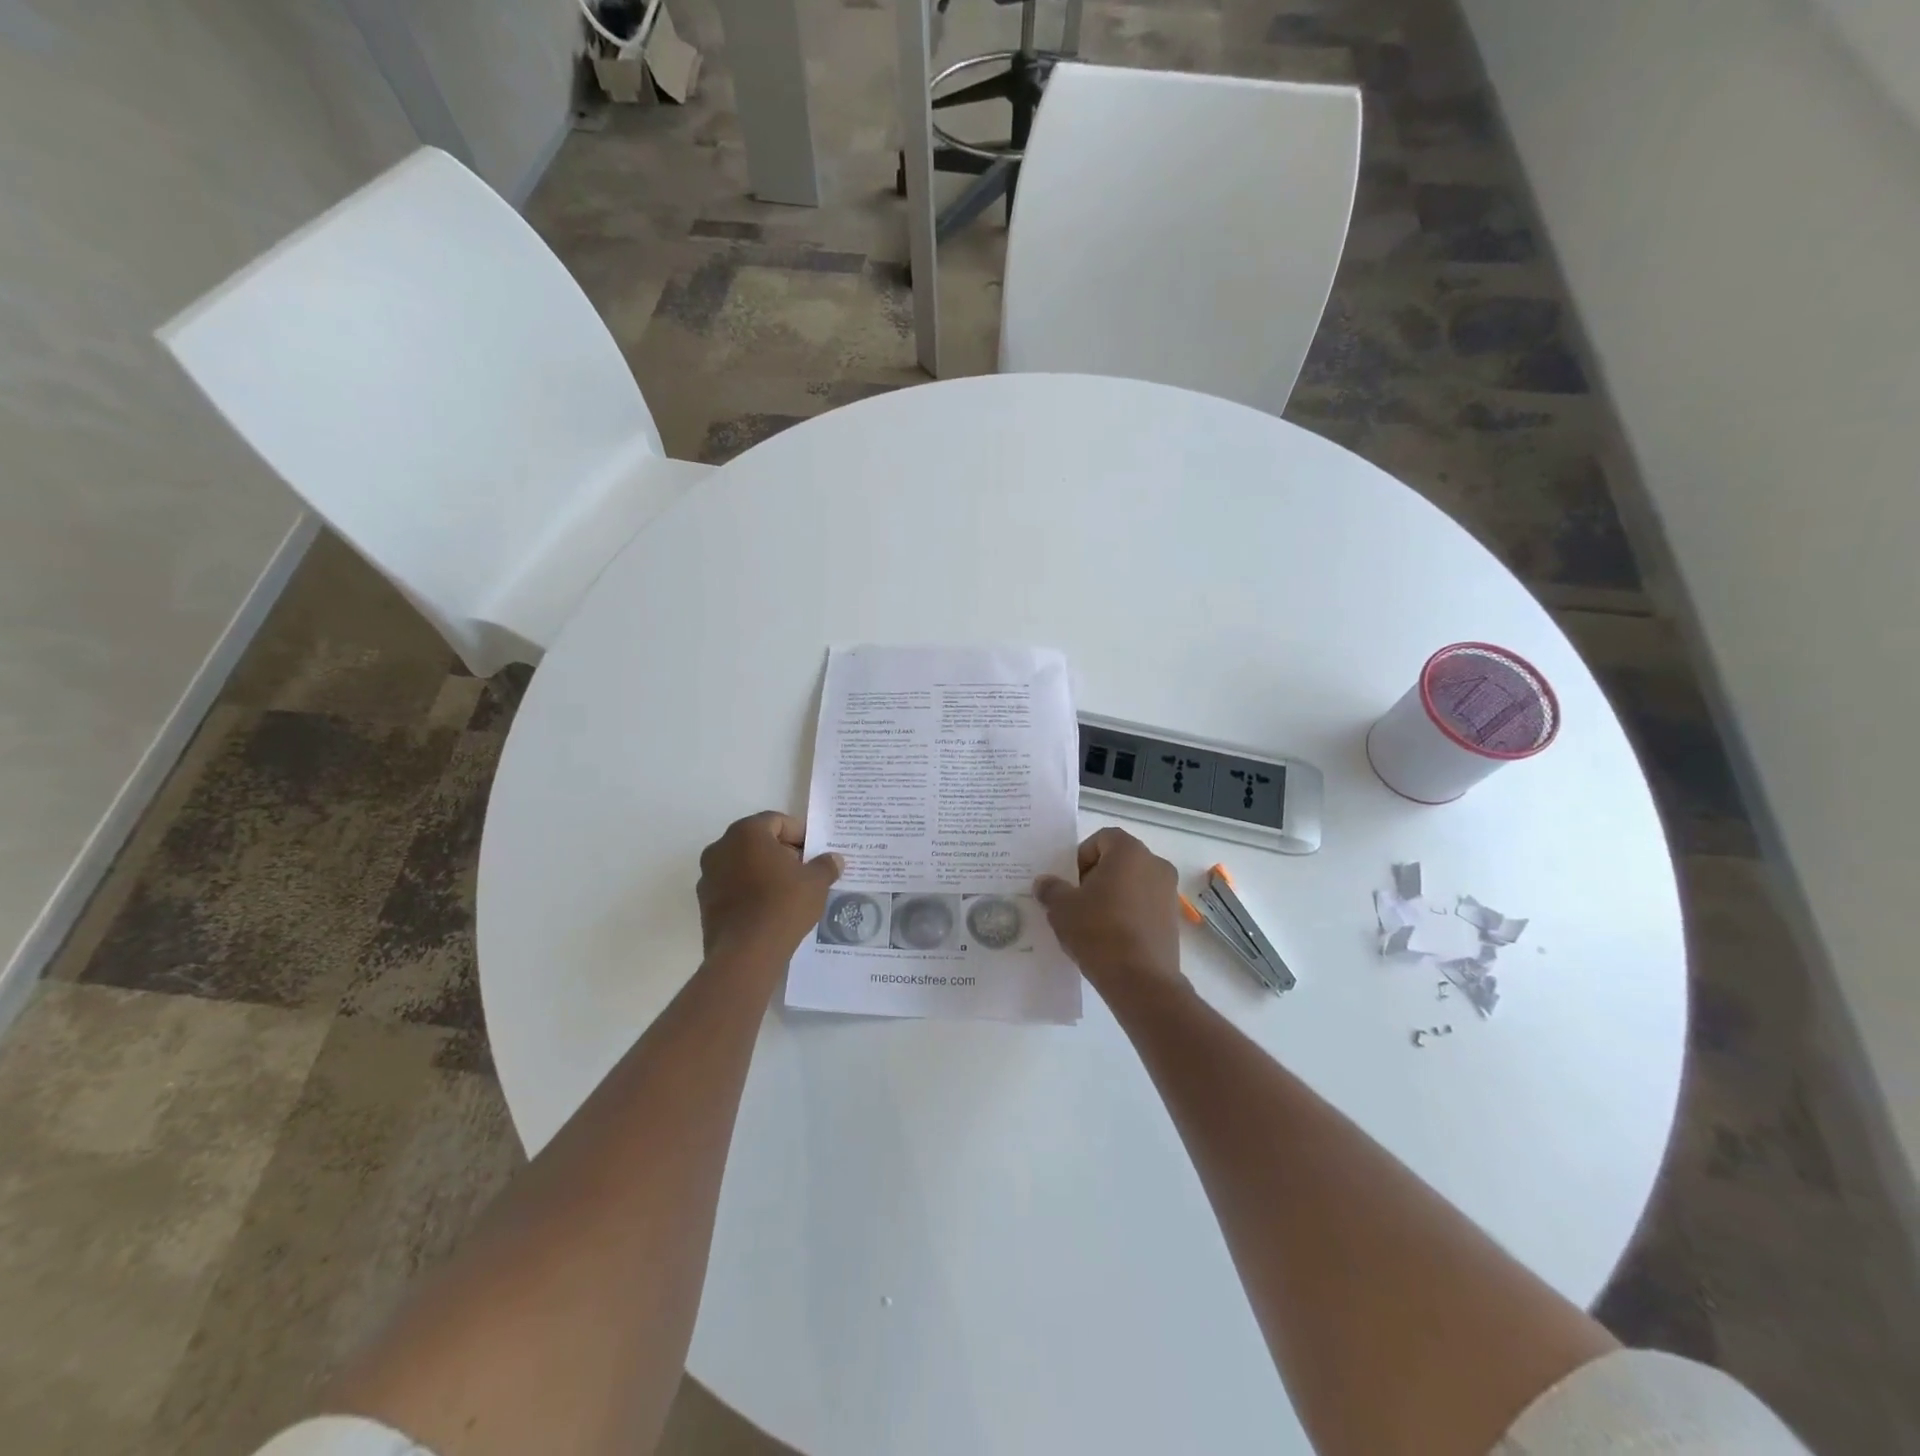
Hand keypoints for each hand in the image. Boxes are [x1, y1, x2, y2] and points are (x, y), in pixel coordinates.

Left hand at [697, 812, 843, 969]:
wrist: (746, 954)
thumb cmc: (783, 905)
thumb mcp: (816, 882)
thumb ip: (825, 865)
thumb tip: (834, 859)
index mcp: (747, 833)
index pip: (777, 821)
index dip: (799, 834)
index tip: (814, 852)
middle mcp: (721, 847)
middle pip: (757, 841)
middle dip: (781, 852)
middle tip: (804, 870)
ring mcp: (708, 876)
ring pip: (743, 864)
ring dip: (764, 872)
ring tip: (788, 892)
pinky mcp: (704, 903)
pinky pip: (732, 887)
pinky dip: (749, 891)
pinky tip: (769, 909)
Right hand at [1034, 828, 1185, 999]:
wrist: (1140, 981)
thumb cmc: (1098, 931)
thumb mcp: (1061, 908)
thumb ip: (1051, 889)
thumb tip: (1045, 883)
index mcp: (1130, 852)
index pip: (1102, 838)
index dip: (1081, 856)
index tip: (1070, 882)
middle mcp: (1155, 865)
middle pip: (1119, 860)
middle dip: (1096, 877)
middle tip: (1076, 902)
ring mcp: (1168, 893)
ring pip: (1132, 884)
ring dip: (1112, 896)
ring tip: (1091, 923)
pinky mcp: (1173, 920)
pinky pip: (1144, 906)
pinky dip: (1127, 914)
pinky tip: (1110, 938)